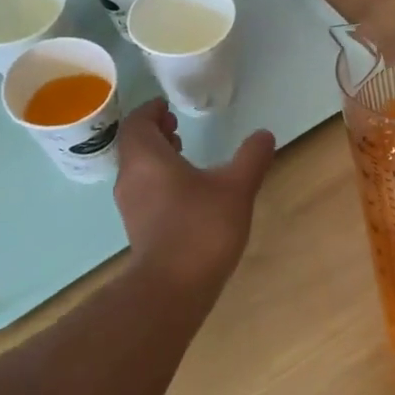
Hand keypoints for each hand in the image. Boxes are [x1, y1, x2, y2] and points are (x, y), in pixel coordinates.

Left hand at [114, 99, 275, 290]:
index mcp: (147, 158)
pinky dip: (158, 180)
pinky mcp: (137, 228)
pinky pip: (143, 191)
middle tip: (176, 127)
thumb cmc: (201, 227)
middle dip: (154, 133)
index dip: (151, 111)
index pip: (138, 122)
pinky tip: (185, 193)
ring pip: (137, 169)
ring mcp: (130, 206)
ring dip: (156, 157)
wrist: (172, 287)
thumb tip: (264, 135)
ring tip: (183, 156)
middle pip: (134, 145)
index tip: (168, 108)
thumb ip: (251, 158)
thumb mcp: (236, 187)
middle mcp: (131, 177)